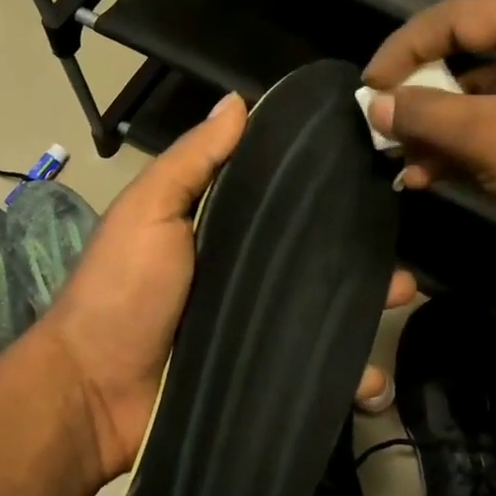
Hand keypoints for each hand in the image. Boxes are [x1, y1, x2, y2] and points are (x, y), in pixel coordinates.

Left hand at [34, 92, 415, 485]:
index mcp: (220, 234)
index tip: (374, 179)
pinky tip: (374, 381)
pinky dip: (345, 380)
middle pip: (314, 267)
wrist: (92, 395)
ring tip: (401, 306)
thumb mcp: (148, 212)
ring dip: (364, 317)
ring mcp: (254, 333)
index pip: (282, 209)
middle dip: (362, 264)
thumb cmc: (120, 291)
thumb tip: (237, 101)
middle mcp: (243, 281)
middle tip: (403, 265)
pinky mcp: (260, 379)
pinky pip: (311, 376)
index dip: (324, 196)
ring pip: (323, 320)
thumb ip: (192, 162)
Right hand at [363, 0, 495, 304]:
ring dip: (440, 122)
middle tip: (382, 105)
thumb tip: (375, 105)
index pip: (462, 14)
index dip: (407, 47)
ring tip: (399, 156)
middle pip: (471, 46)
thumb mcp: (491, 140)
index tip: (368, 84)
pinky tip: (428, 174)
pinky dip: (466, 142)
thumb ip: (426, 115)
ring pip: (484, 89)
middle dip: (423, 83)